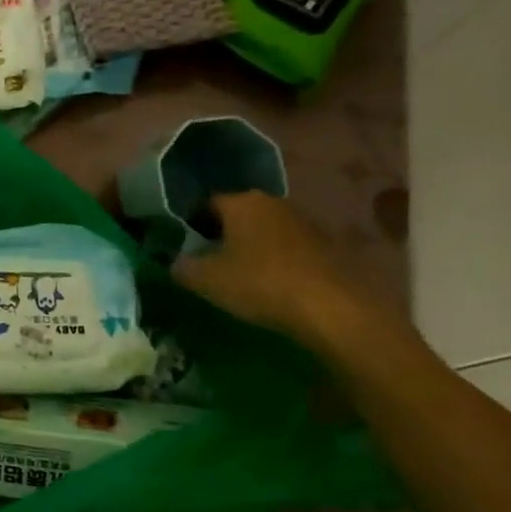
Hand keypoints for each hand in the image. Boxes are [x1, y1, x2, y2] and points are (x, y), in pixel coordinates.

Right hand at [170, 191, 400, 356]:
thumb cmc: (261, 284)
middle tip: (209, 261)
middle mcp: (273, 202)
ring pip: (265, 230)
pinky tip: (273, 285)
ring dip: (252, 248)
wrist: (335, 309)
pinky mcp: (328, 245)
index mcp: (241, 202)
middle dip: (222, 234)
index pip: (206, 203)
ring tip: (241, 276)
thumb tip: (175, 262)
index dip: (191, 223)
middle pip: (238, 215)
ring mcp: (305, 222)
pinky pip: (290, 248)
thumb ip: (183, 268)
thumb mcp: (207, 280)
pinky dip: (277, 261)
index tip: (184, 246)